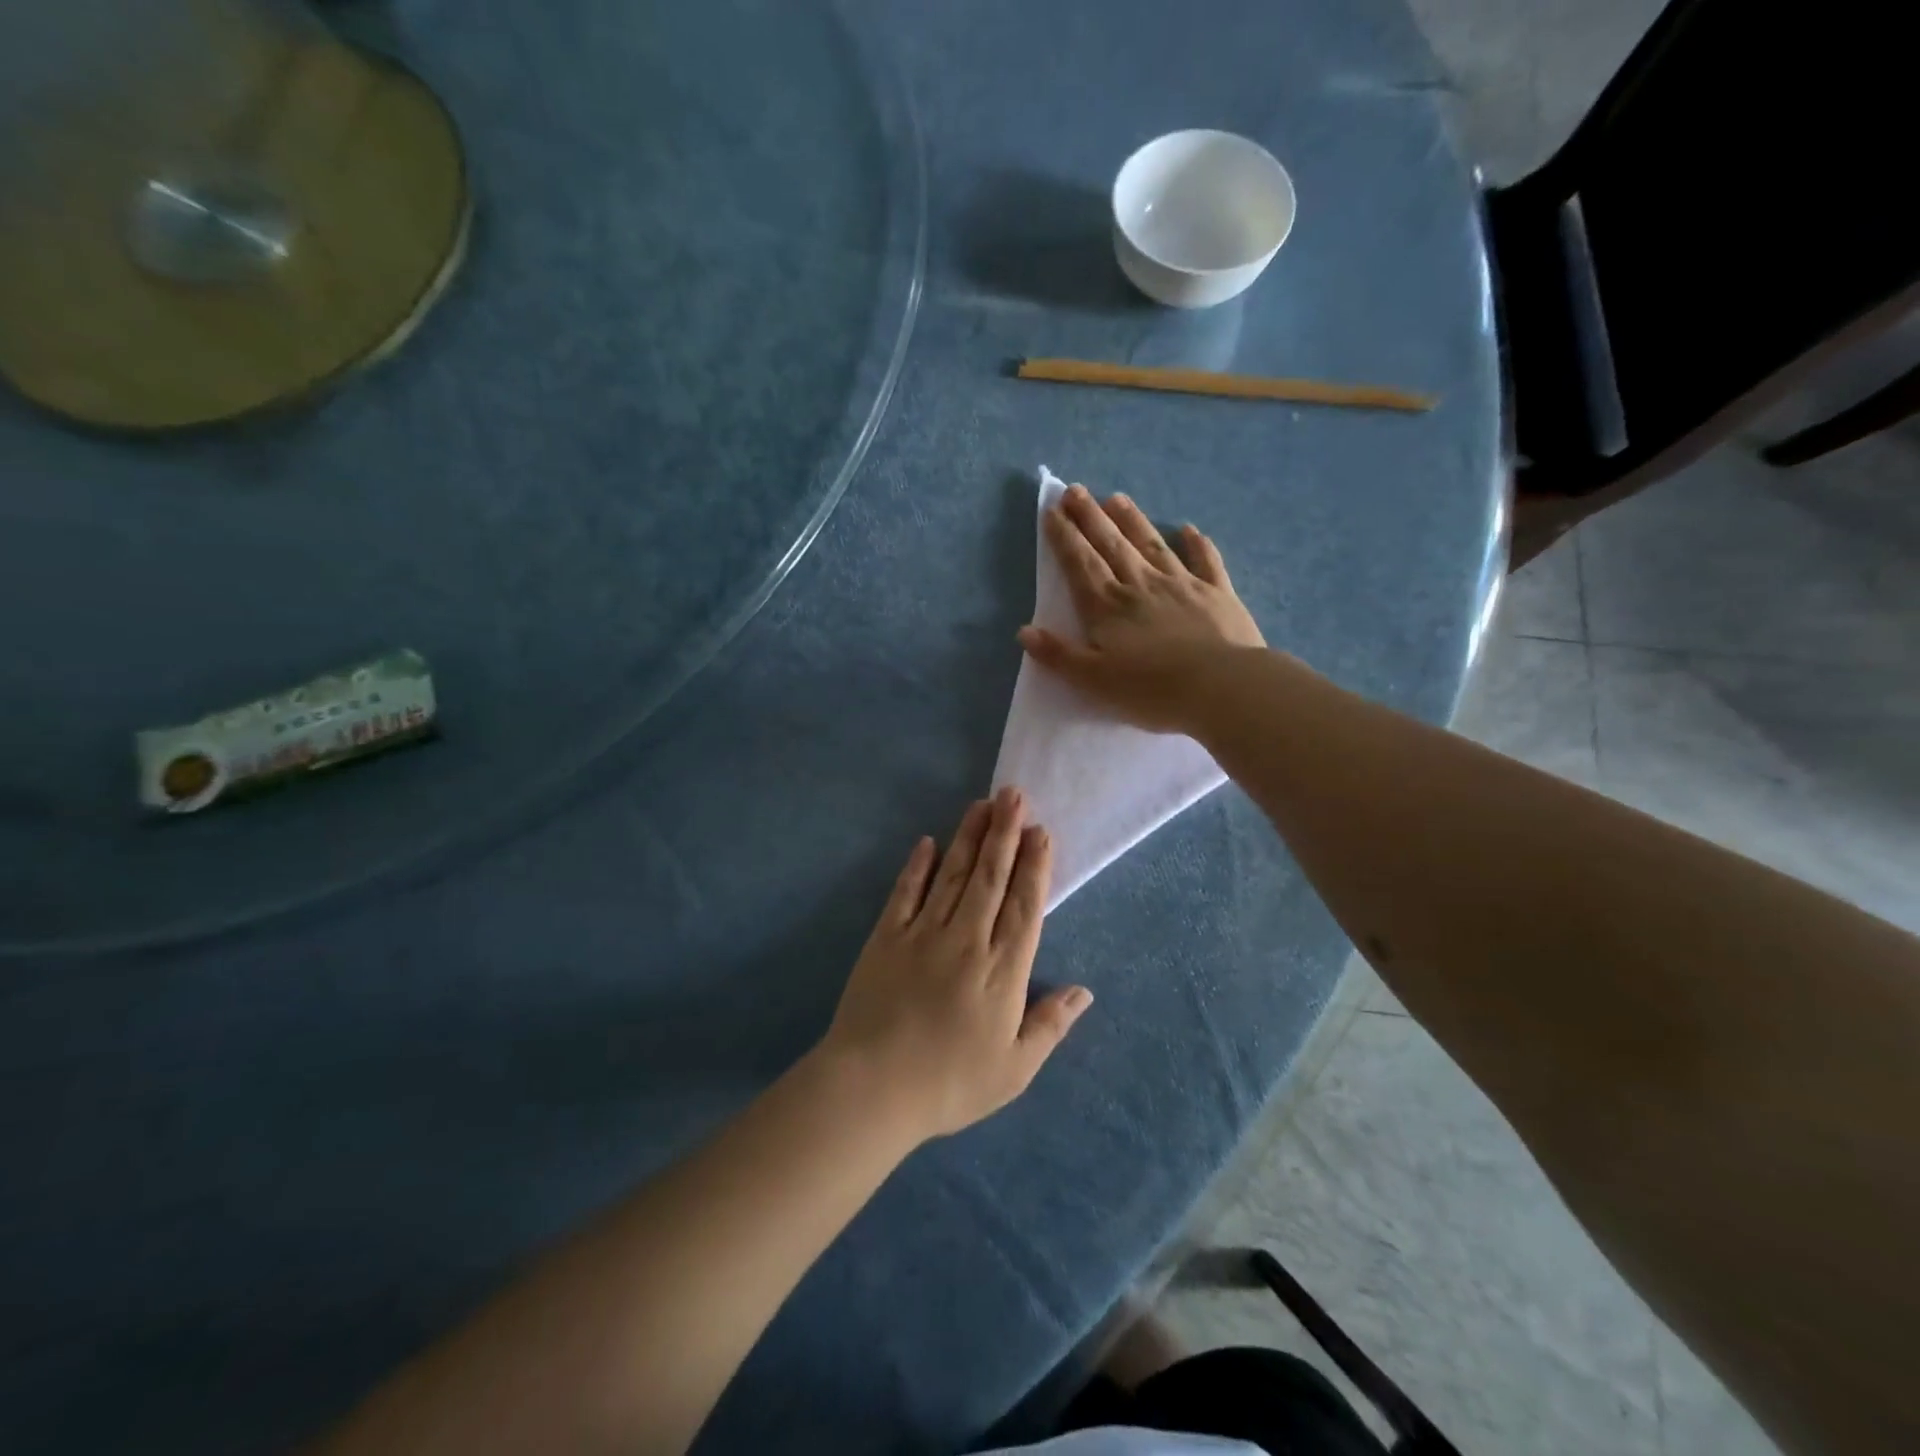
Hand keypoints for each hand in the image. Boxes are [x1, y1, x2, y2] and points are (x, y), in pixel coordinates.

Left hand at [820, 786, 1091, 1141]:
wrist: (872, 1088)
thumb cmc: (950, 1084)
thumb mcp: (1014, 1069)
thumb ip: (1049, 1025)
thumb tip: (1084, 991)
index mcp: (1002, 970)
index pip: (1024, 906)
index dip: (1034, 866)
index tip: (1041, 831)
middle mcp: (967, 940)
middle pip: (990, 877)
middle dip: (1004, 833)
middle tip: (1014, 794)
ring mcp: (923, 933)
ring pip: (953, 875)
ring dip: (970, 837)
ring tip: (983, 803)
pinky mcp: (886, 937)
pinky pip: (906, 892)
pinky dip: (918, 866)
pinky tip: (928, 842)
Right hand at [1018, 484, 1264, 733]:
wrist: (1220, 686)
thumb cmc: (1151, 689)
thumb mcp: (1094, 680)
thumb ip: (1059, 655)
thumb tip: (1024, 631)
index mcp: (1108, 607)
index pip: (1080, 564)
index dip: (1064, 537)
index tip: (1052, 510)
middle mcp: (1140, 585)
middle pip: (1111, 545)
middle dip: (1091, 517)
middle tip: (1076, 490)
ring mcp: (1181, 584)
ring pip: (1151, 545)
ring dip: (1133, 521)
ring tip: (1116, 498)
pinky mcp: (1216, 593)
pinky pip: (1205, 561)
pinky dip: (1196, 544)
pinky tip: (1189, 530)